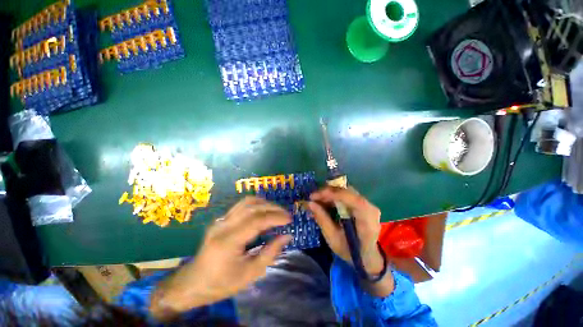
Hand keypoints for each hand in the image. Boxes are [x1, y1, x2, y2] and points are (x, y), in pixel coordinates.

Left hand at [150, 197, 291, 320]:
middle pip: (252, 207)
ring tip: (277, 211)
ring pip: (246, 202)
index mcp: (228, 241)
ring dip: (265, 204)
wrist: (193, 283)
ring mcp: (220, 220)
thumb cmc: (222, 284)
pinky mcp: (221, 219)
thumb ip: (270, 253)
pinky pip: (241, 206)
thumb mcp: (250, 274)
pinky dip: (256, 205)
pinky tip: (263, 211)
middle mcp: (223, 225)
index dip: (275, 217)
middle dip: (272, 208)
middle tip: (285, 214)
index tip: (289, 219)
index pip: (256, 220)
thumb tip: (287, 236)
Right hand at [308, 187, 393, 296]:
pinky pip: (347, 194)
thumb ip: (322, 220)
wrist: (368, 256)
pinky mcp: (363, 203)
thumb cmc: (351, 252)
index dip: (332, 194)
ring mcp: (368, 204)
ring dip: (330, 193)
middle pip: (348, 192)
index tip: (314, 197)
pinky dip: (334, 196)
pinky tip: (325, 201)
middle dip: (328, 192)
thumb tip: (310, 203)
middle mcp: (370, 208)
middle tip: (313, 198)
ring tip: (317, 200)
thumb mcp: (333, 239)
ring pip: (346, 191)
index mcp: (367, 221)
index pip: (352, 199)